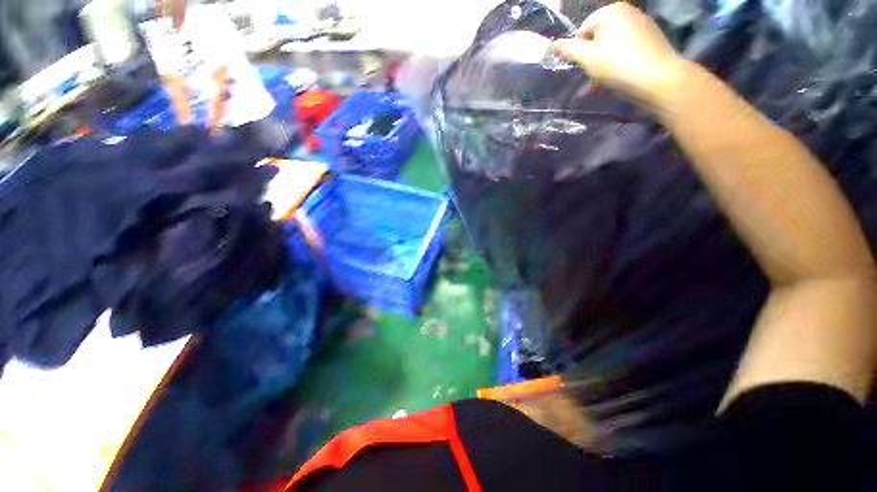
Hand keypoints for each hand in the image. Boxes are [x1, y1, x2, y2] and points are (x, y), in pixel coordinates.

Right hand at [552, 2, 686, 110]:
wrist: (658, 80)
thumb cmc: (618, 66)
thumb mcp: (587, 58)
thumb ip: (569, 50)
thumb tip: (554, 45)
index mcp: (612, 12)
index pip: (583, 29)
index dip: (577, 50)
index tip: (577, 67)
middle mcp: (628, 14)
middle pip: (598, 39)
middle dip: (589, 60)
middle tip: (587, 79)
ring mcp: (641, 27)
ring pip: (611, 48)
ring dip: (600, 67)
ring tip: (596, 86)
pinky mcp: (650, 43)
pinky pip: (625, 53)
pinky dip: (615, 66)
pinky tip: (610, 83)